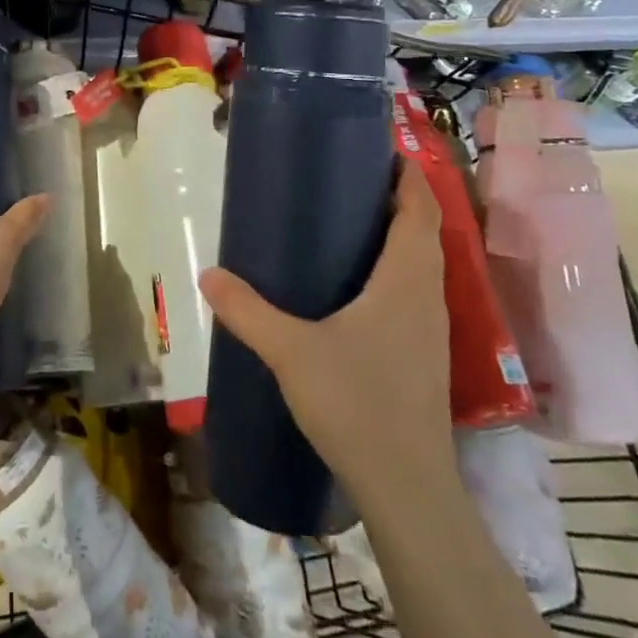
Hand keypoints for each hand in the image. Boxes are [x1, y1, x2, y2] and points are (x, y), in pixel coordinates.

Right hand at [199, 159, 451, 485]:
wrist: (407, 487)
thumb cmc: (357, 403)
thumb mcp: (291, 351)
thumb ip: (247, 310)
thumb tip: (208, 274)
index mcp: (406, 279)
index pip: (419, 209)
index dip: (405, 175)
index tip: (378, 150)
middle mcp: (426, 295)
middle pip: (422, 232)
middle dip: (394, 200)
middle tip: (346, 182)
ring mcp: (429, 329)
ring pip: (419, 265)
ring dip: (396, 236)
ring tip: (347, 225)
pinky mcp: (422, 356)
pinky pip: (412, 293)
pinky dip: (391, 271)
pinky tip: (353, 290)